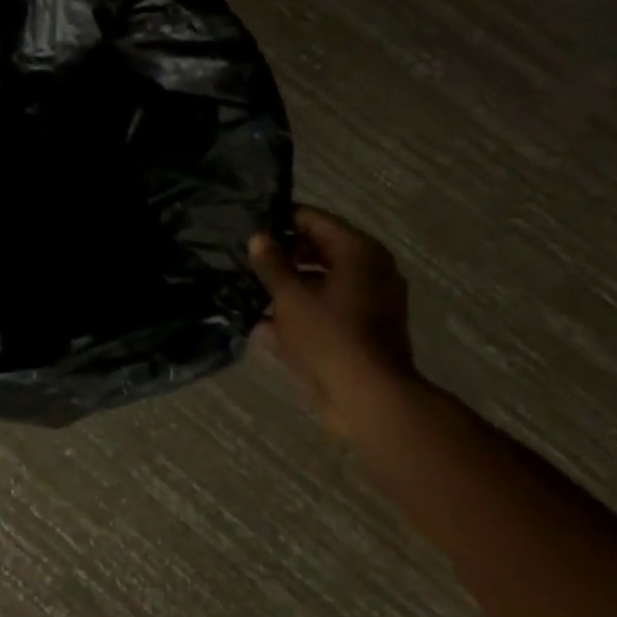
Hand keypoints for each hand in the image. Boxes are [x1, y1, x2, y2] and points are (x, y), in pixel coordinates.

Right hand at [248, 205, 417, 438]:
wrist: (367, 397)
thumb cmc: (329, 336)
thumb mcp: (291, 297)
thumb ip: (272, 264)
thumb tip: (259, 237)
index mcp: (359, 252)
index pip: (315, 221)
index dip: (282, 219)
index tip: (250, 224)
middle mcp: (370, 271)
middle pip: (320, 252)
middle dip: (283, 257)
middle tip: (246, 259)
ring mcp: (369, 303)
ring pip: (321, 285)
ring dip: (288, 289)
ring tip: (249, 291)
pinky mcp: (362, 331)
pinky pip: (327, 312)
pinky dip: (301, 315)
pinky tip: (264, 326)